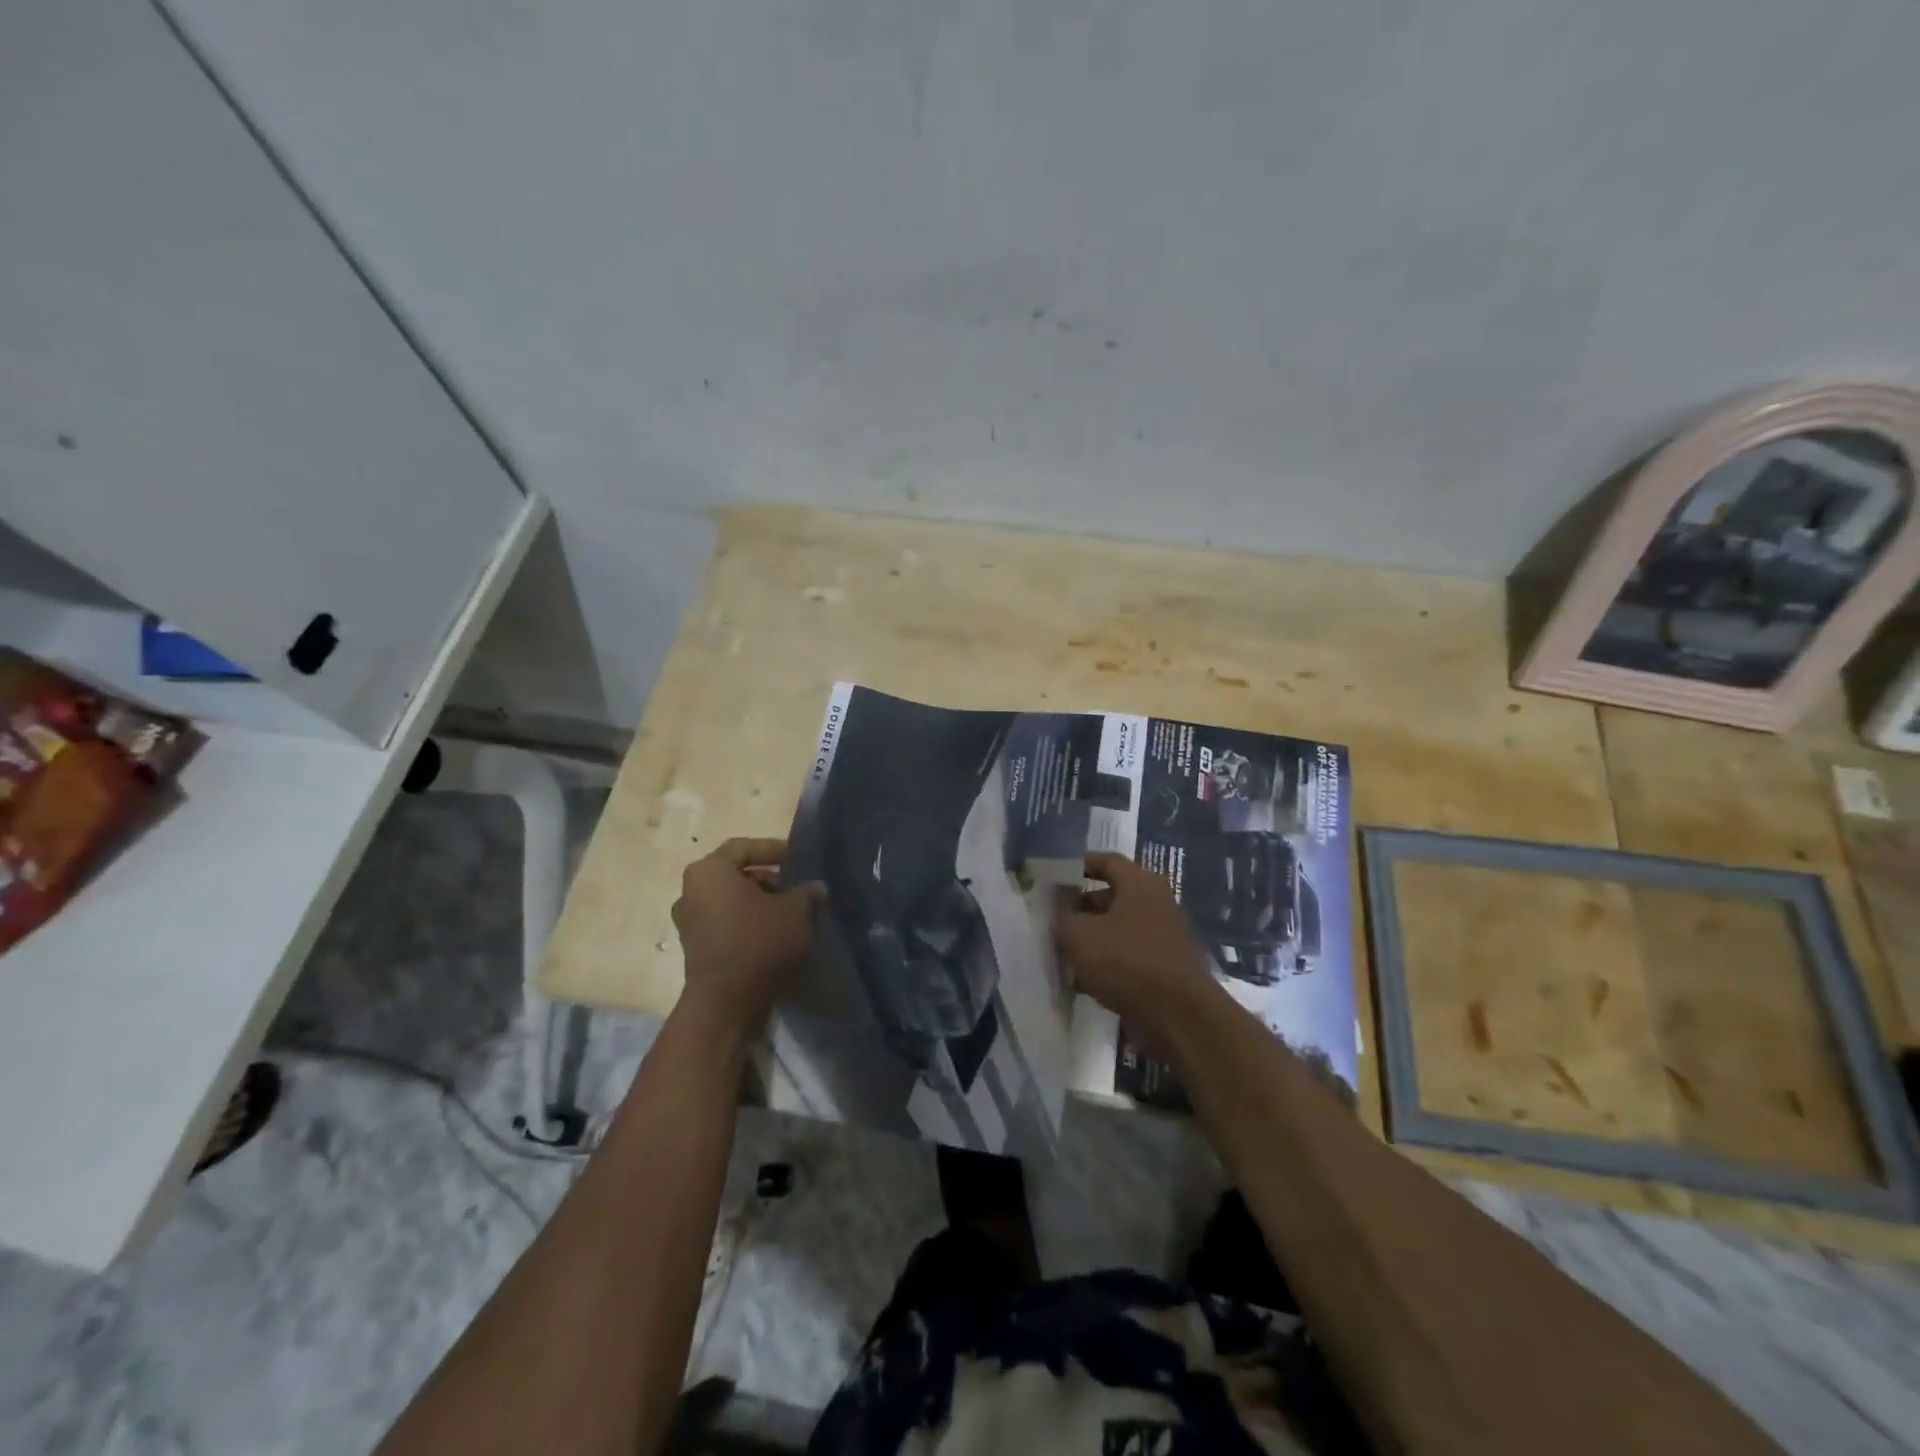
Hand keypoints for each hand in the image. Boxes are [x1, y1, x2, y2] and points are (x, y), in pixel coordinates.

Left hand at [672, 838, 822, 1033]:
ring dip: (760, 902)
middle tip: (799, 890)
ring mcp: (689, 920)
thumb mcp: (796, 912)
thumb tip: (815, 888)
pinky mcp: (694, 946)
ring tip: (792, 915)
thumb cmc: (759, 944)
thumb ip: (807, 892)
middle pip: (736, 873)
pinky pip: (725, 921)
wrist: (726, 1004)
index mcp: (710, 871)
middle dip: (770, 880)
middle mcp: (691, 890)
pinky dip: (748, 922)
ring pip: (731, 899)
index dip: (774, 849)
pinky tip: (775, 935)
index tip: (799, 860)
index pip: (744, 847)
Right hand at [1053, 852, 1215, 1042]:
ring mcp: (1164, 936)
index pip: (1106, 861)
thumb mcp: (1078, 935)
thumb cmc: (1125, 961)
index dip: (1079, 866)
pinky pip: (1129, 955)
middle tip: (1054, 920)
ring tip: (1062, 954)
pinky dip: (1108, 962)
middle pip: (1112, 896)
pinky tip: (1083, 981)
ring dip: (1092, 938)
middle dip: (1081, 908)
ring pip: (1119, 928)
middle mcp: (1157, 903)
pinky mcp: (1165, 966)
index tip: (1055, 878)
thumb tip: (1059, 906)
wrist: (1177, 1016)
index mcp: (1140, 883)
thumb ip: (1062, 915)